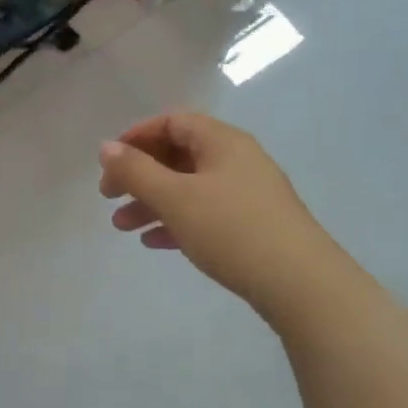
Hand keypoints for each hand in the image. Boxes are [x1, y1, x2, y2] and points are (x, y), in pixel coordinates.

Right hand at [99, 112, 328, 313]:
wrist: (301, 285)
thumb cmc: (232, 229)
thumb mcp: (175, 197)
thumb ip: (136, 170)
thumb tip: (106, 147)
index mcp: (222, 142)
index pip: (172, 122)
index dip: (136, 136)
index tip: (109, 162)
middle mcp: (237, 161)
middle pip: (177, 155)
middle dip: (139, 175)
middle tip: (108, 197)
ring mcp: (247, 194)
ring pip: (188, 188)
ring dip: (152, 202)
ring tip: (122, 227)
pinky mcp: (253, 226)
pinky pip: (205, 213)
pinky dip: (176, 222)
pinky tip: (155, 243)